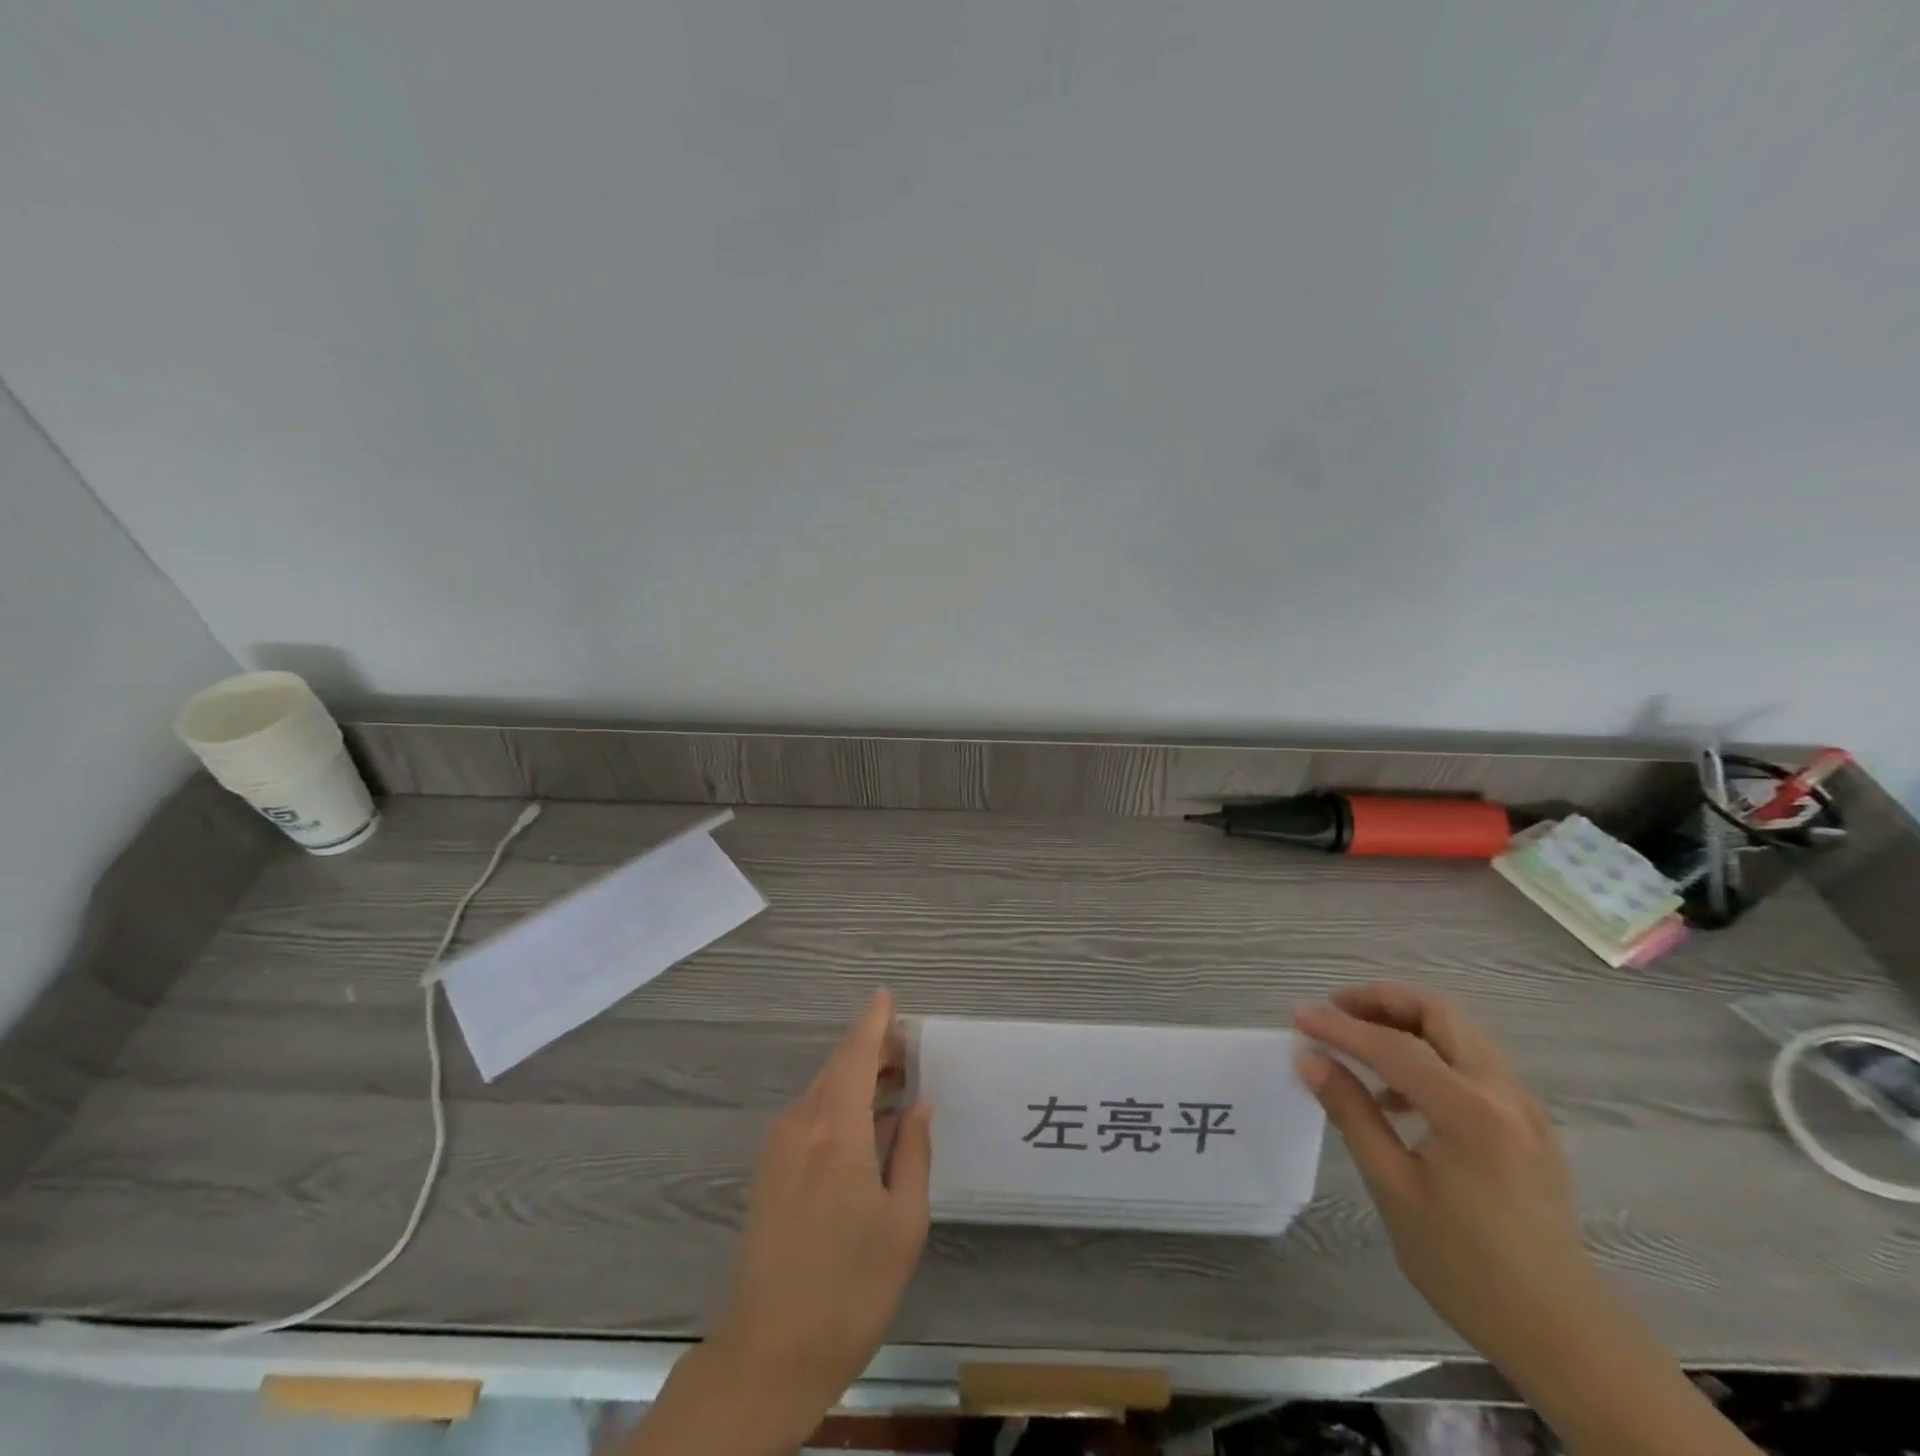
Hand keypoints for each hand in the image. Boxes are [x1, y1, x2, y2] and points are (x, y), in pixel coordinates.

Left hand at [705, 990, 932, 1445]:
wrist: (767, 1356)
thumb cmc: (850, 1290)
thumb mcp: (903, 1223)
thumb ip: (913, 1153)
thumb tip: (917, 1104)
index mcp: (836, 1132)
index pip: (856, 1056)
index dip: (873, 1023)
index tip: (887, 996)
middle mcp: (801, 1127)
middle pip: (837, 1069)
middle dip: (871, 1051)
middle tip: (908, 1051)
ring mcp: (777, 1149)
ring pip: (821, 1092)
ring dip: (855, 1080)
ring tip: (893, 1086)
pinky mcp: (767, 1172)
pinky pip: (808, 1118)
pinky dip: (838, 1106)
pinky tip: (864, 1129)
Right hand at [1292, 983, 1594, 1376]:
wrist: (1563, 1335)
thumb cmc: (1467, 1265)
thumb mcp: (1394, 1187)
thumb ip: (1351, 1112)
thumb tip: (1310, 1058)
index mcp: (1471, 1111)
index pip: (1393, 1045)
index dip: (1340, 1026)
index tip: (1298, 1017)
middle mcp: (1504, 1093)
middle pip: (1439, 1014)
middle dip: (1382, 1001)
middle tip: (1335, 1009)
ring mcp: (1524, 1106)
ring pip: (1460, 1032)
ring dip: (1407, 1022)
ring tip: (1360, 1043)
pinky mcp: (1530, 1123)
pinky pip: (1474, 1062)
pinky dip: (1432, 1052)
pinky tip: (1400, 1092)